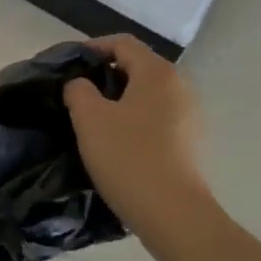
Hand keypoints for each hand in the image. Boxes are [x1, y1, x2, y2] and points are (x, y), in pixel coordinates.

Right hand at [65, 34, 212, 249]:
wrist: (174, 217)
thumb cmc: (128, 157)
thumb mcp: (89, 118)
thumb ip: (78, 90)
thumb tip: (81, 85)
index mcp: (157, 73)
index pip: (122, 43)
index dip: (92, 48)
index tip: (69, 65)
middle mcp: (180, 87)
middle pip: (137, 66)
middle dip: (105, 74)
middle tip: (77, 92)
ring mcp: (190, 116)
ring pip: (147, 94)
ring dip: (120, 99)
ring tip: (93, 118)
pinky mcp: (191, 143)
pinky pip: (157, 117)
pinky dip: (135, 119)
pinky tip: (117, 141)